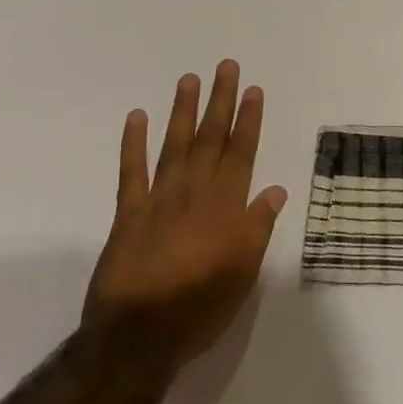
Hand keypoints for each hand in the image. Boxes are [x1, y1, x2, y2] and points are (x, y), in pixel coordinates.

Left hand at [86, 61, 287, 369]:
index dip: (248, 121)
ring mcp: (159, 200)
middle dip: (220, 102)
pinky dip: (133, 143)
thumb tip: (274, 190)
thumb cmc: (201, 306)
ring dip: (183, 112)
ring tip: (190, 79)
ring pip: (175, 146)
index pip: (241, 154)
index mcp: (226, 208)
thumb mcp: (244, 273)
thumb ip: (257, 228)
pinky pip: (131, 171)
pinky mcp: (128, 213)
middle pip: (210, 140)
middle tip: (226, 67)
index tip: (254, 90)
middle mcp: (194, 194)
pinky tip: (137, 117)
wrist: (139, 335)